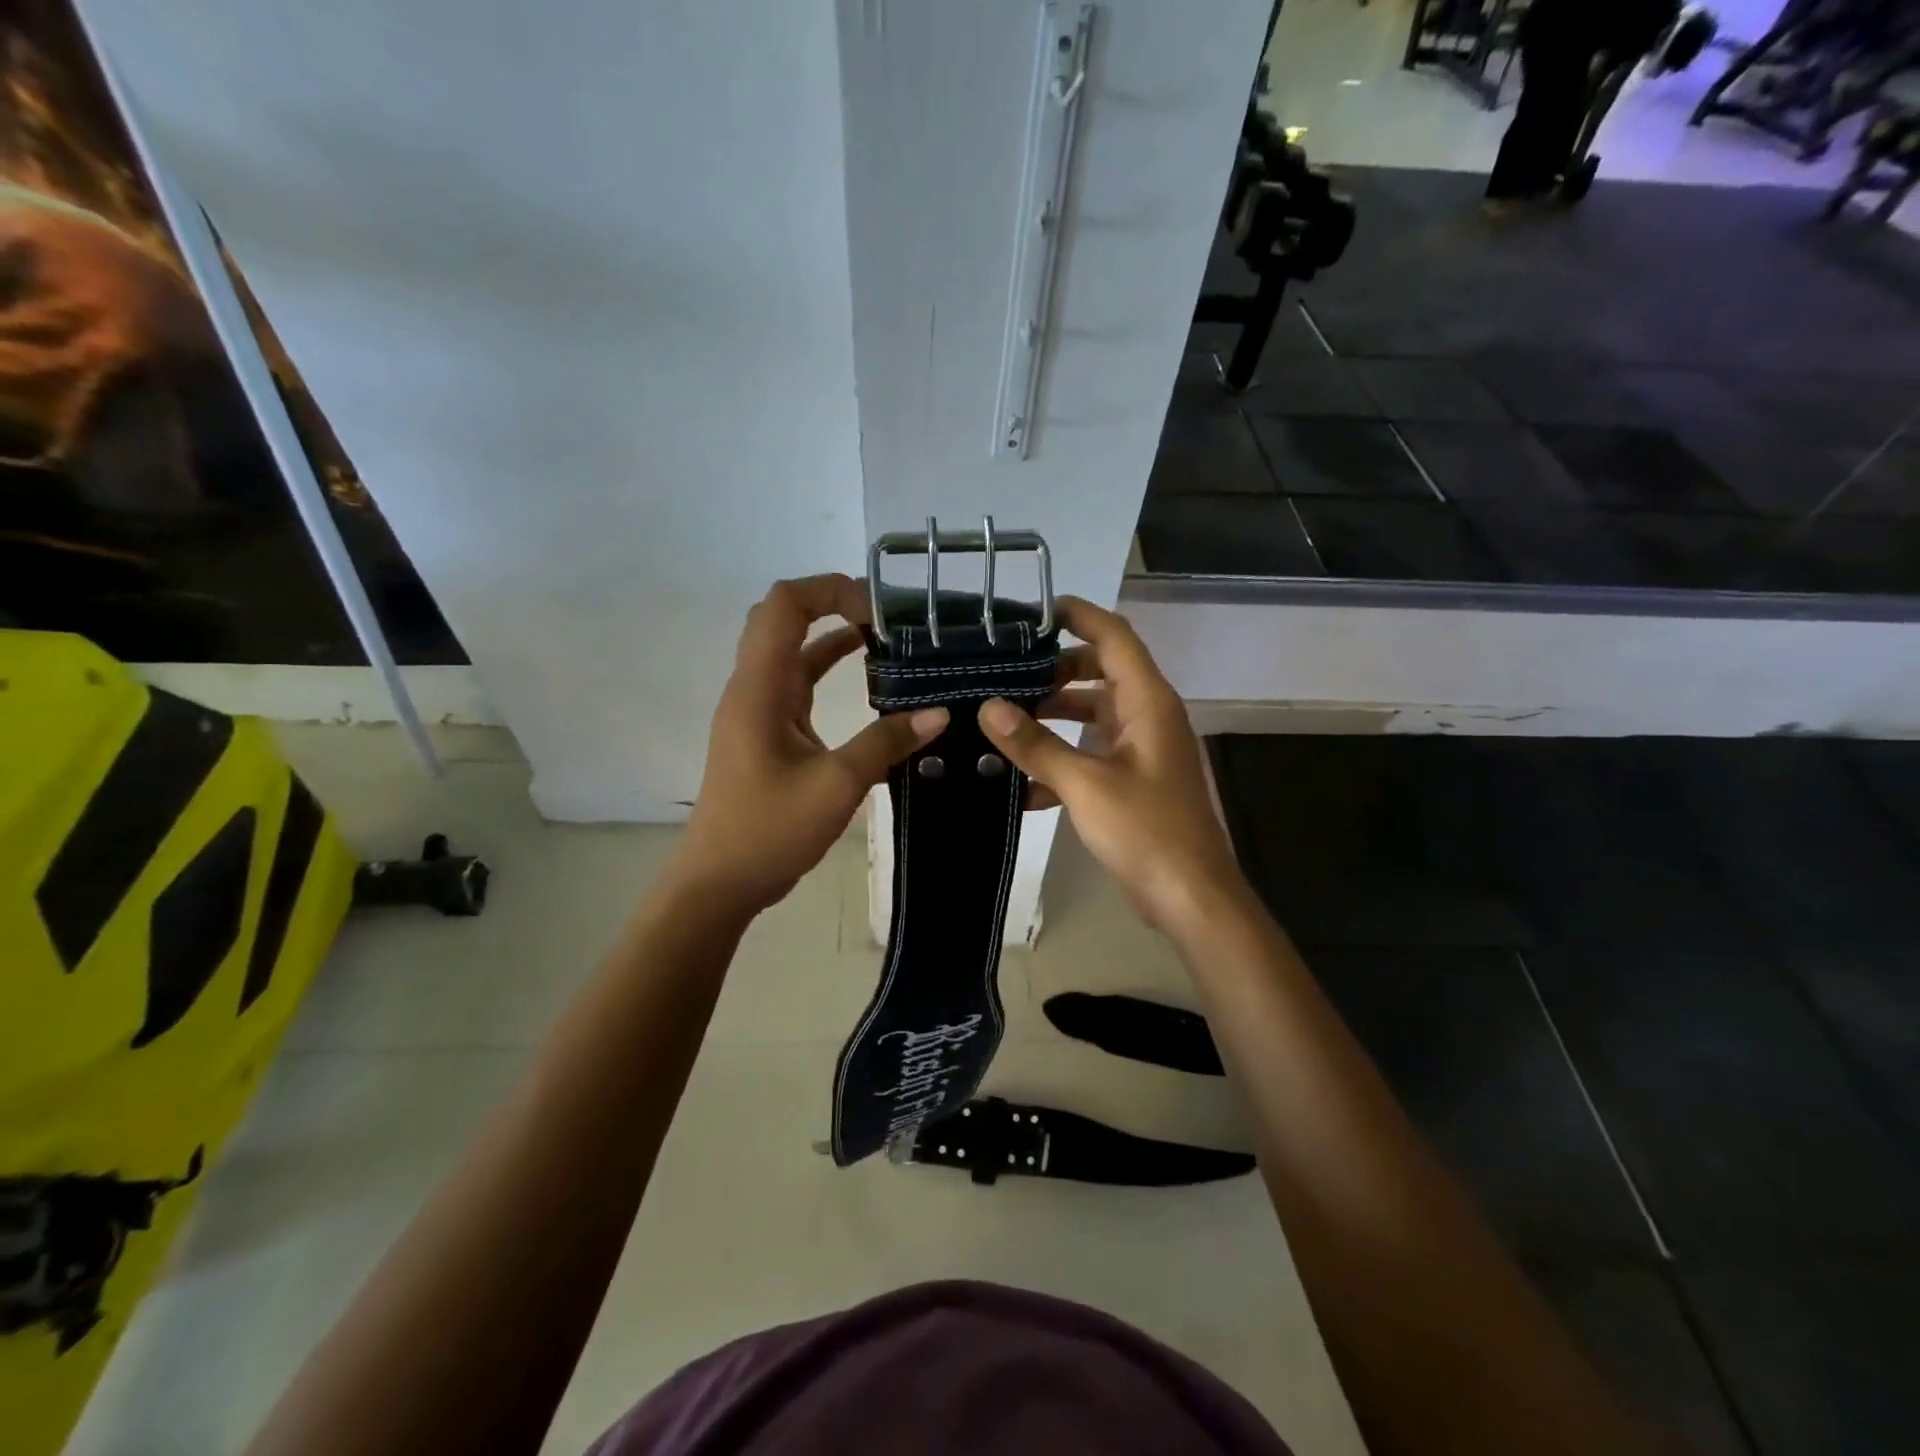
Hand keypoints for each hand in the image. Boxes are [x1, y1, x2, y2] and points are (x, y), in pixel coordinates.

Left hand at [675, 574, 946, 917]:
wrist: (720, 882)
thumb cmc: (769, 831)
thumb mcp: (836, 786)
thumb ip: (886, 744)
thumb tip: (938, 713)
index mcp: (759, 688)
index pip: (785, 605)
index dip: (830, 590)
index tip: (880, 610)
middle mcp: (753, 687)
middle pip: (783, 618)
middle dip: (832, 603)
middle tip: (886, 616)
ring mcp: (757, 710)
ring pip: (791, 651)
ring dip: (832, 636)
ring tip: (887, 638)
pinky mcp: (767, 732)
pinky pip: (797, 684)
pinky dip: (828, 670)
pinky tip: (868, 680)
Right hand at [977, 596, 1246, 933]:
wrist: (1190, 897)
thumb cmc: (1146, 830)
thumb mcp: (1085, 784)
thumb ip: (1036, 745)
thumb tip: (988, 708)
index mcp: (1148, 702)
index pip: (1115, 637)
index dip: (1079, 616)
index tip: (1035, 611)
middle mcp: (1149, 716)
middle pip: (1101, 672)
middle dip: (1055, 671)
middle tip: (1006, 675)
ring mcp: (1143, 750)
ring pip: (1094, 714)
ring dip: (1054, 716)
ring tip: (1004, 722)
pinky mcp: (1134, 781)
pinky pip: (1093, 754)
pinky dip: (1062, 759)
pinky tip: (1022, 784)